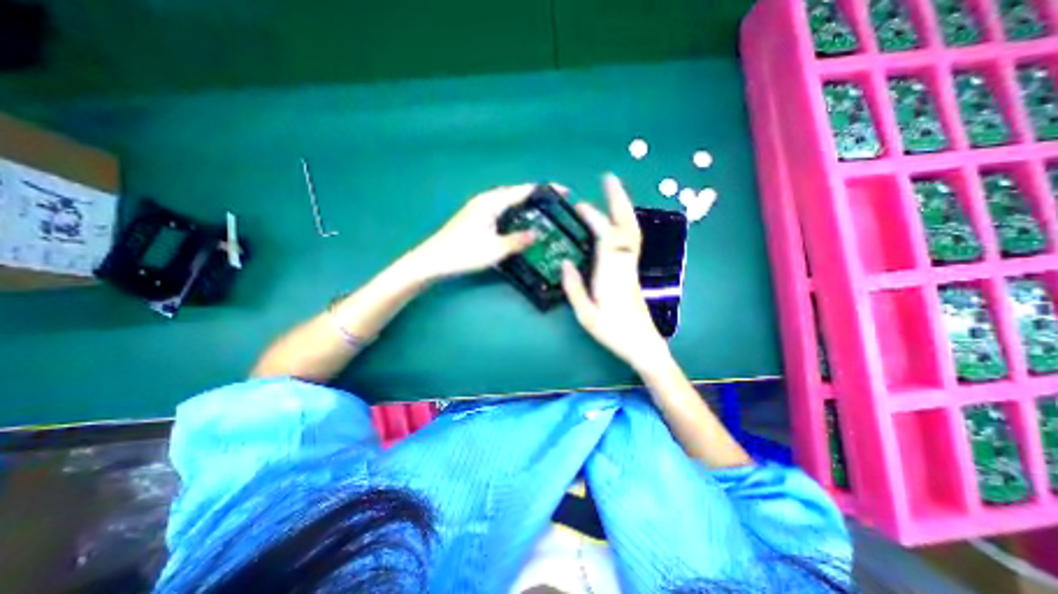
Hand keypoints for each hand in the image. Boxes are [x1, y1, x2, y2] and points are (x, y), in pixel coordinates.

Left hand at [413, 183, 549, 278]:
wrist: (434, 259)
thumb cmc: (464, 253)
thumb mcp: (495, 249)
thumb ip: (518, 240)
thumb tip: (537, 234)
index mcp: (493, 202)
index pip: (524, 190)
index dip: (546, 190)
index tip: (564, 192)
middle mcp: (487, 199)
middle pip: (517, 192)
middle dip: (538, 196)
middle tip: (556, 205)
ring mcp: (480, 207)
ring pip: (509, 200)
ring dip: (527, 204)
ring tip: (544, 212)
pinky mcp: (477, 216)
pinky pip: (503, 208)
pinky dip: (516, 212)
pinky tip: (521, 221)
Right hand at [563, 174, 667, 372]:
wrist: (642, 344)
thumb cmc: (613, 332)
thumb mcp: (586, 314)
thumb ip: (574, 287)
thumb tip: (565, 262)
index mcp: (612, 273)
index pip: (605, 237)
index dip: (594, 218)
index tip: (580, 206)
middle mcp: (625, 264)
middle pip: (626, 226)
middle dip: (618, 200)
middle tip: (609, 178)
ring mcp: (631, 266)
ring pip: (632, 231)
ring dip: (623, 209)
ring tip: (612, 192)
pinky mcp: (633, 270)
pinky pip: (631, 240)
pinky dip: (624, 223)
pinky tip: (615, 220)